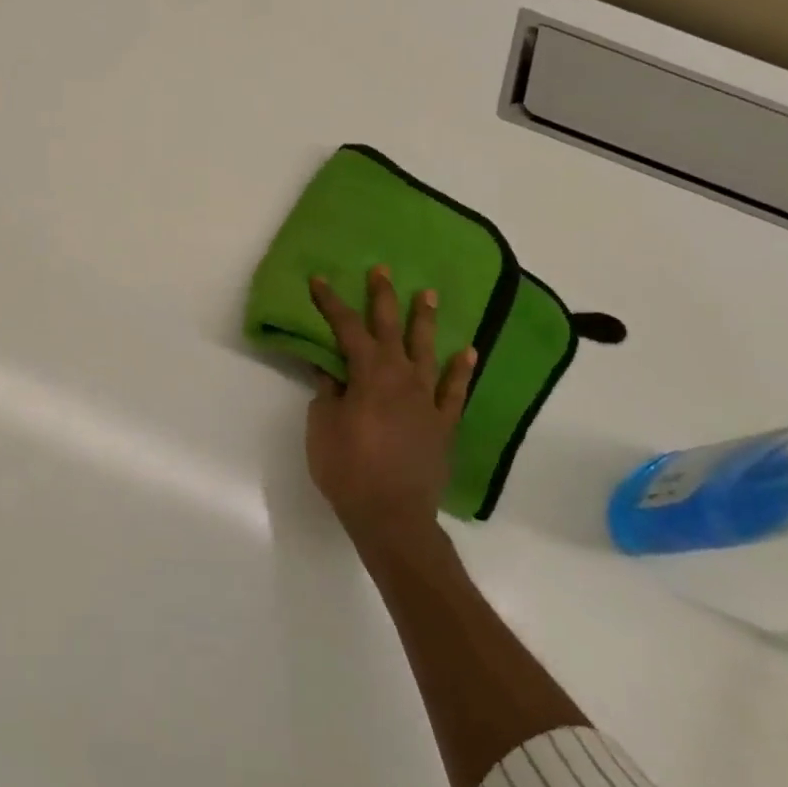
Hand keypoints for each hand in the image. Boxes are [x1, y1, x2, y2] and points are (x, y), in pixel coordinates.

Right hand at [306, 266, 475, 547]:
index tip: (319, 280)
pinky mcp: (444, 423)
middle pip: (390, 329)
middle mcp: (401, 377)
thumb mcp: (322, 426)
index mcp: (368, 375)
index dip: (331, 303)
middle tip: (383, 270)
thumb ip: (327, 392)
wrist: (392, 516)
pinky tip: (468, 352)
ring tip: (428, 295)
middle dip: (383, 298)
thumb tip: (329, 368)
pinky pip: (456, 391)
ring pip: (427, 351)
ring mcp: (427, 400)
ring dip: (425, 322)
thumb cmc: (348, 468)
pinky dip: (461, 370)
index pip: (347, 329)